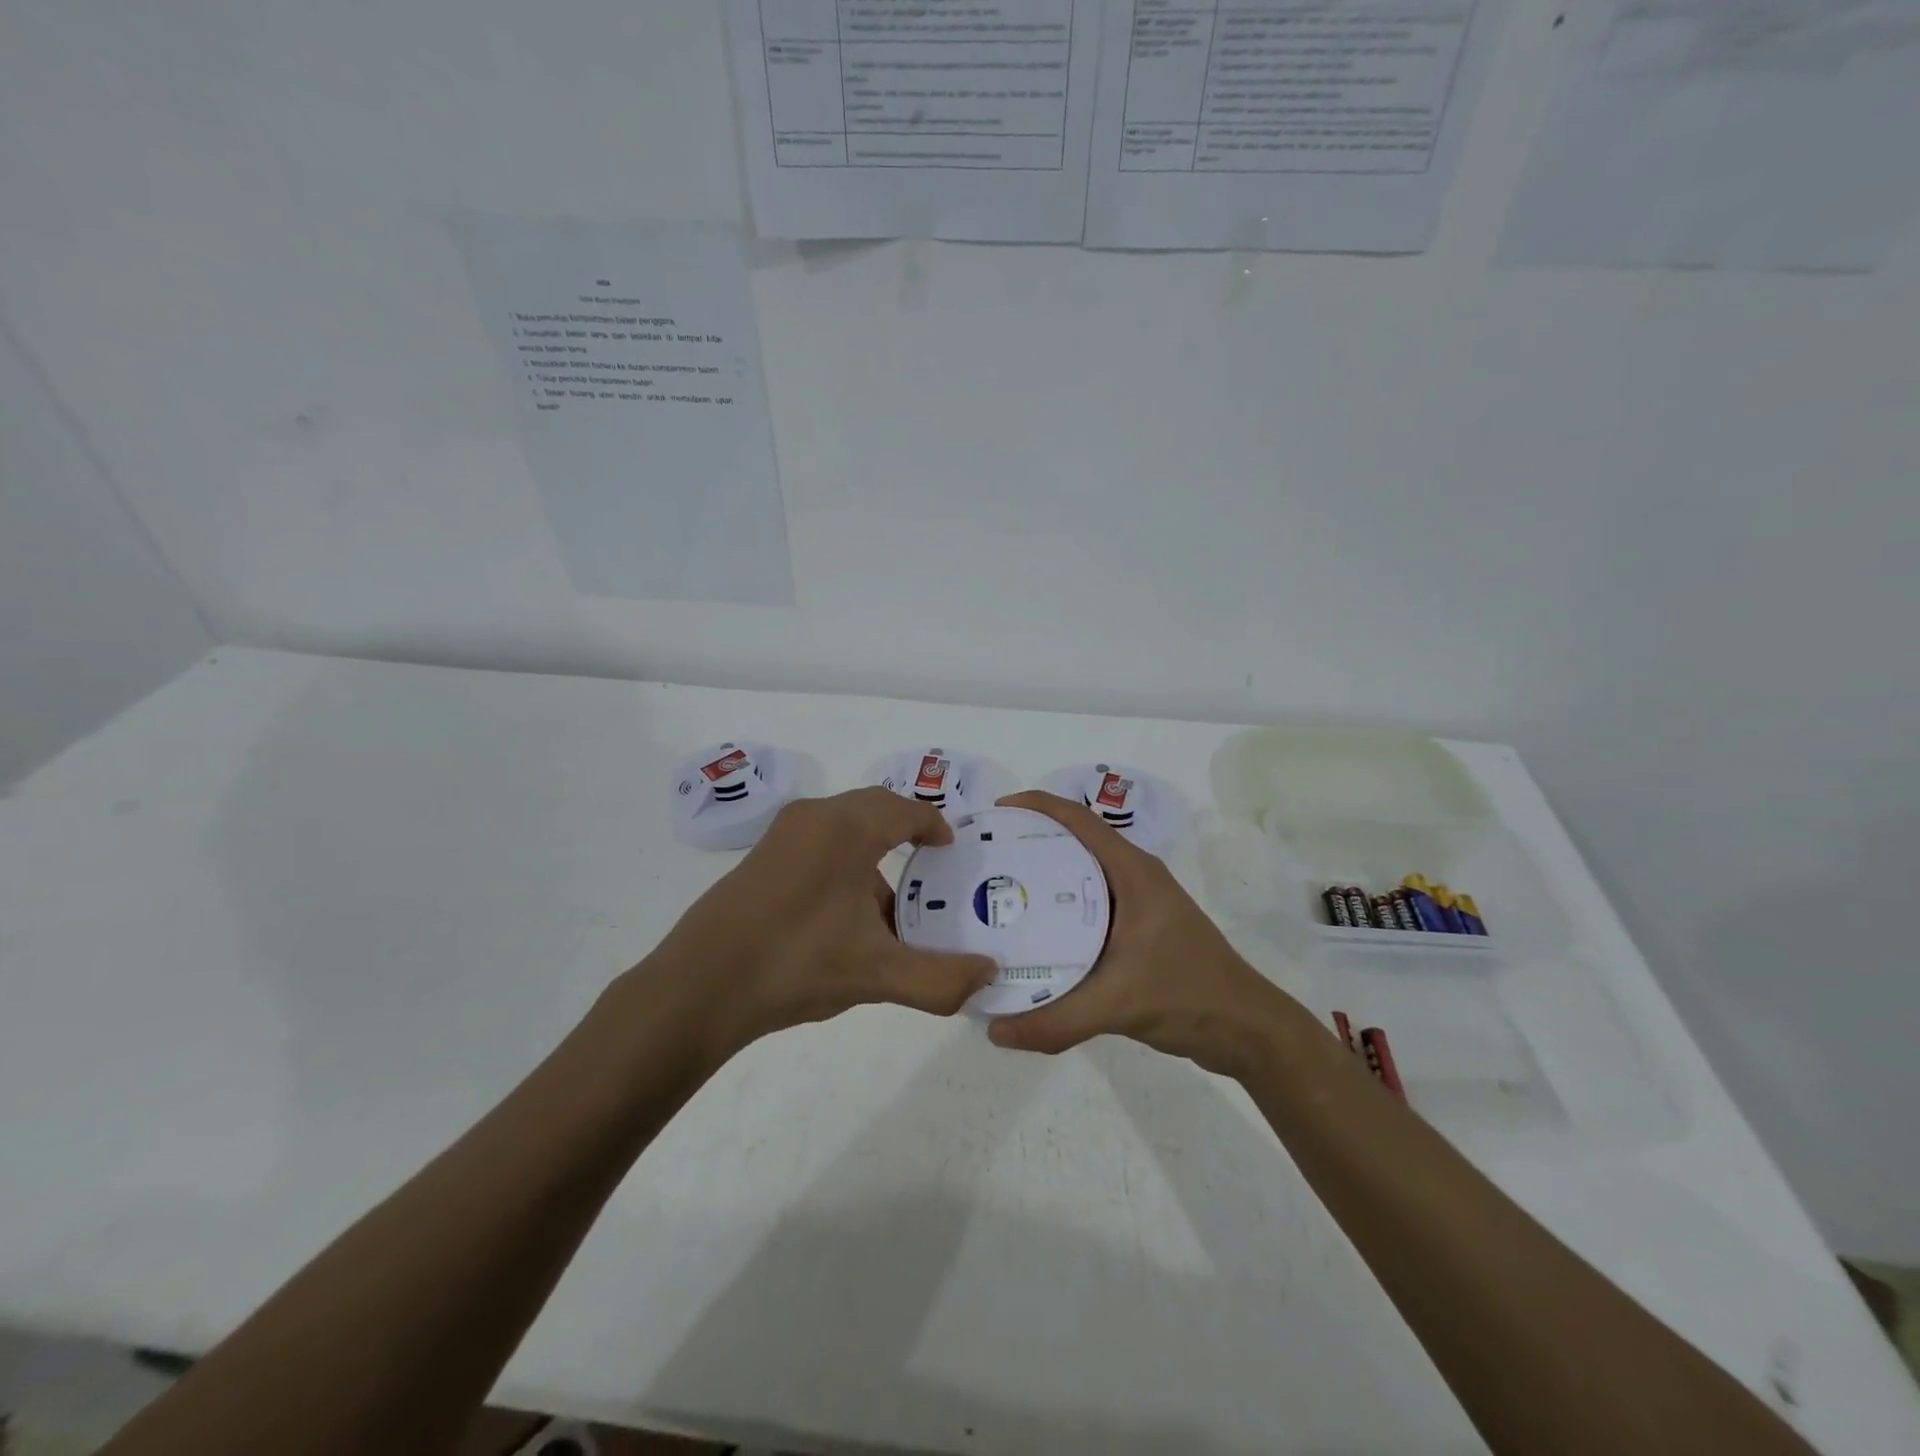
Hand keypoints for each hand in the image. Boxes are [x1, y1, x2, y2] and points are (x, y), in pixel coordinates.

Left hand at [647, 787, 996, 1062]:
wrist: (698, 987)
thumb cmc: (795, 965)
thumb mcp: (877, 975)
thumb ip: (941, 978)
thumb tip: (988, 975)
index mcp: (847, 827)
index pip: (906, 809)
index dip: (935, 825)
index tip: (952, 850)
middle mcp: (815, 816)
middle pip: (876, 810)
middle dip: (907, 835)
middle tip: (932, 872)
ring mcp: (782, 835)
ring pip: (845, 828)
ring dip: (874, 855)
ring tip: (891, 907)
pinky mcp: (761, 858)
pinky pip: (819, 844)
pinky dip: (844, 865)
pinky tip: (845, 918)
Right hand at [986, 791, 1301, 1078]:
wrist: (1248, 1030)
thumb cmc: (1188, 996)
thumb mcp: (1116, 1005)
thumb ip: (1055, 1021)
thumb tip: (994, 1031)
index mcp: (1133, 872)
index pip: (1079, 820)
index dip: (1037, 805)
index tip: (996, 811)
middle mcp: (1135, 878)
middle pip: (1075, 842)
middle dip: (1030, 840)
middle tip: (986, 857)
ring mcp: (1139, 904)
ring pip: (1082, 875)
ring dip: (1044, 876)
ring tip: (999, 890)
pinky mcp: (1139, 929)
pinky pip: (1090, 905)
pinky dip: (1060, 909)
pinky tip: (1033, 934)